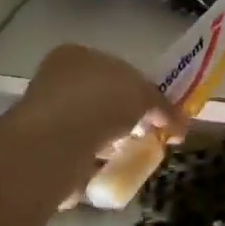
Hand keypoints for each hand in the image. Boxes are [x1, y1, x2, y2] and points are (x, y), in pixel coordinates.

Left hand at [15, 44, 183, 159]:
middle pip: (102, 99)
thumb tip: (181, 124)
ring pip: (90, 128)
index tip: (156, 111)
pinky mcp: (44, 150)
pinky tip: (111, 170)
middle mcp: (56, 81)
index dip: (138, 89)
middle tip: (148, 135)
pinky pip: (79, 154)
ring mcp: (46, 117)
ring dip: (111, 141)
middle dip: (126, 118)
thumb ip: (163, 105)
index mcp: (75, 55)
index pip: (113, 68)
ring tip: (132, 155)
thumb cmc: (101, 101)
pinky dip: (95, 162)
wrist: (58, 143)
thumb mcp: (143, 94)